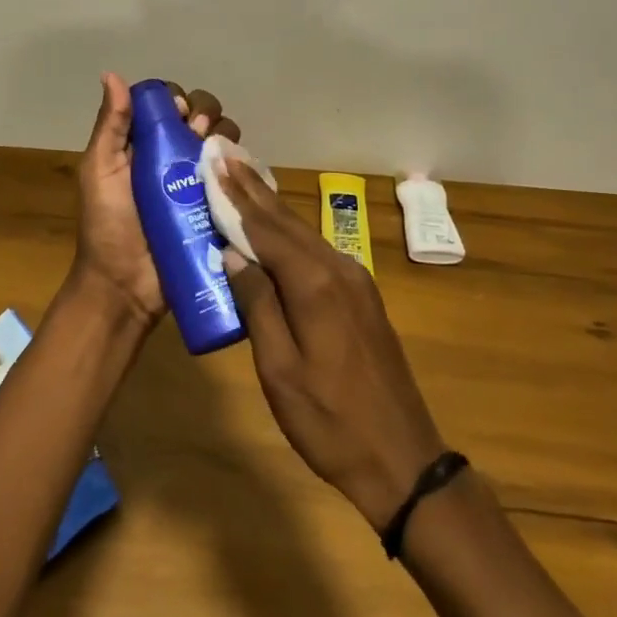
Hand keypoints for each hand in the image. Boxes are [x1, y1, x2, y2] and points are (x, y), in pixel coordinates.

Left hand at [75, 72, 239, 325]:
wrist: (126, 287)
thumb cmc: (107, 226)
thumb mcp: (100, 171)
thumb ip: (111, 126)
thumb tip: (111, 74)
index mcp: (143, 144)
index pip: (168, 103)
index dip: (177, 99)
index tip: (178, 112)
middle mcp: (173, 156)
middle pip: (201, 116)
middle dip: (205, 113)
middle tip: (196, 132)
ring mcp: (198, 181)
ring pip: (222, 141)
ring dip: (223, 136)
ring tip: (213, 154)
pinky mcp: (218, 206)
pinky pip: (237, 176)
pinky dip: (241, 166)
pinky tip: (236, 171)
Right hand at [216, 159, 447, 531]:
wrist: (403, 459)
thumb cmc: (330, 421)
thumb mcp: (280, 370)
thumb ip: (257, 305)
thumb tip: (232, 252)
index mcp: (314, 283)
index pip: (264, 228)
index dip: (235, 196)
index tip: (213, 164)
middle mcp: (337, 268)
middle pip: (285, 220)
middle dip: (252, 188)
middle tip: (224, 156)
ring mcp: (354, 280)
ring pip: (302, 232)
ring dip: (270, 205)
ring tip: (243, 177)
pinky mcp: (360, 295)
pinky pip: (315, 250)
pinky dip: (289, 231)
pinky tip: (277, 226)